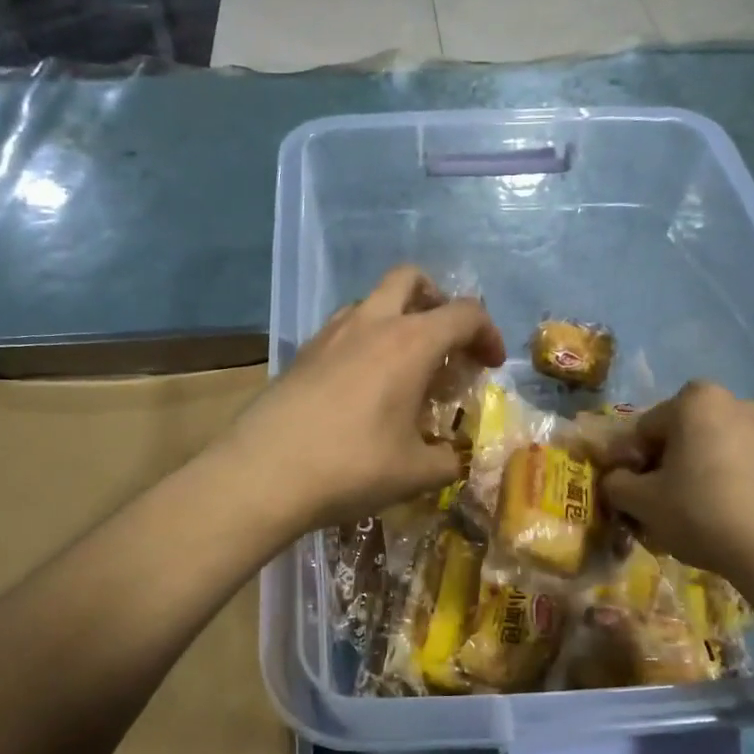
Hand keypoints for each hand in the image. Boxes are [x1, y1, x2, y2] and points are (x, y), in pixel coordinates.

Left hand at [226, 266, 505, 532]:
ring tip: (402, 367)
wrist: (263, 474)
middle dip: (437, 299)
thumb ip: (447, 461)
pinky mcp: (302, 353)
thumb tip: (453, 459)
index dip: (488, 334)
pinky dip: (365, 341)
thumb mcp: (415, 474)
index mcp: (410, 343)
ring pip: (372, 301)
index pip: (465, 314)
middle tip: (445, 341)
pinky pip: (344, 329)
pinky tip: (361, 386)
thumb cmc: (352, 467)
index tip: (490, 366)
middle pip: (411, 279)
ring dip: (397, 319)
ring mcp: (330, 334)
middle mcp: (371, 324)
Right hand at [601, 381, 753, 598]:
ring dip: (695, 474)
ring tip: (691, 515)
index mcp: (695, 401)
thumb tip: (616, 480)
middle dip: (664, 466)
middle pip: (680, 436)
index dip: (629, 463)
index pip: (643, 429)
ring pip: (712, 451)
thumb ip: (616, 484)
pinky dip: (726, 484)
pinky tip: (724, 518)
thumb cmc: (702, 513)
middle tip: (657, 504)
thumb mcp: (642, 502)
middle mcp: (734, 403)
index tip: (629, 494)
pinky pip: (742, 467)